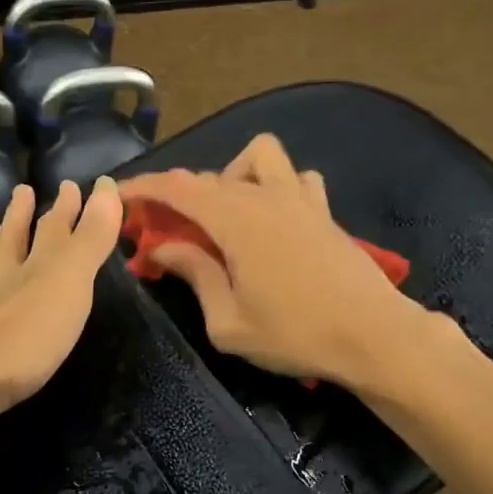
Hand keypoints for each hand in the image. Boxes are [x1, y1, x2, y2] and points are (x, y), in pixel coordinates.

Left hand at [0, 178, 123, 417]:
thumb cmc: (31, 335)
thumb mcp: (71, 284)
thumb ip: (91, 238)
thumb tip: (106, 183)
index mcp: (35, 273)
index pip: (53, 231)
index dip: (66, 208)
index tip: (73, 184)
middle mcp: (3, 287)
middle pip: (12, 246)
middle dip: (22, 218)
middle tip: (22, 191)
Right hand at [118, 134, 446, 391]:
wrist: (374, 336)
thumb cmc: (296, 334)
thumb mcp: (228, 322)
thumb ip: (194, 276)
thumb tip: (163, 249)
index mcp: (236, 221)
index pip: (177, 188)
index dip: (142, 188)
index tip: (118, 196)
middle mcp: (265, 197)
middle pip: (209, 177)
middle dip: (177, 195)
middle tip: (164, 230)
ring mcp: (300, 199)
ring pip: (258, 157)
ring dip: (231, 176)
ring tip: (225, 216)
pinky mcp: (324, 211)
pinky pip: (295, 177)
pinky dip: (275, 186)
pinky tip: (273, 218)